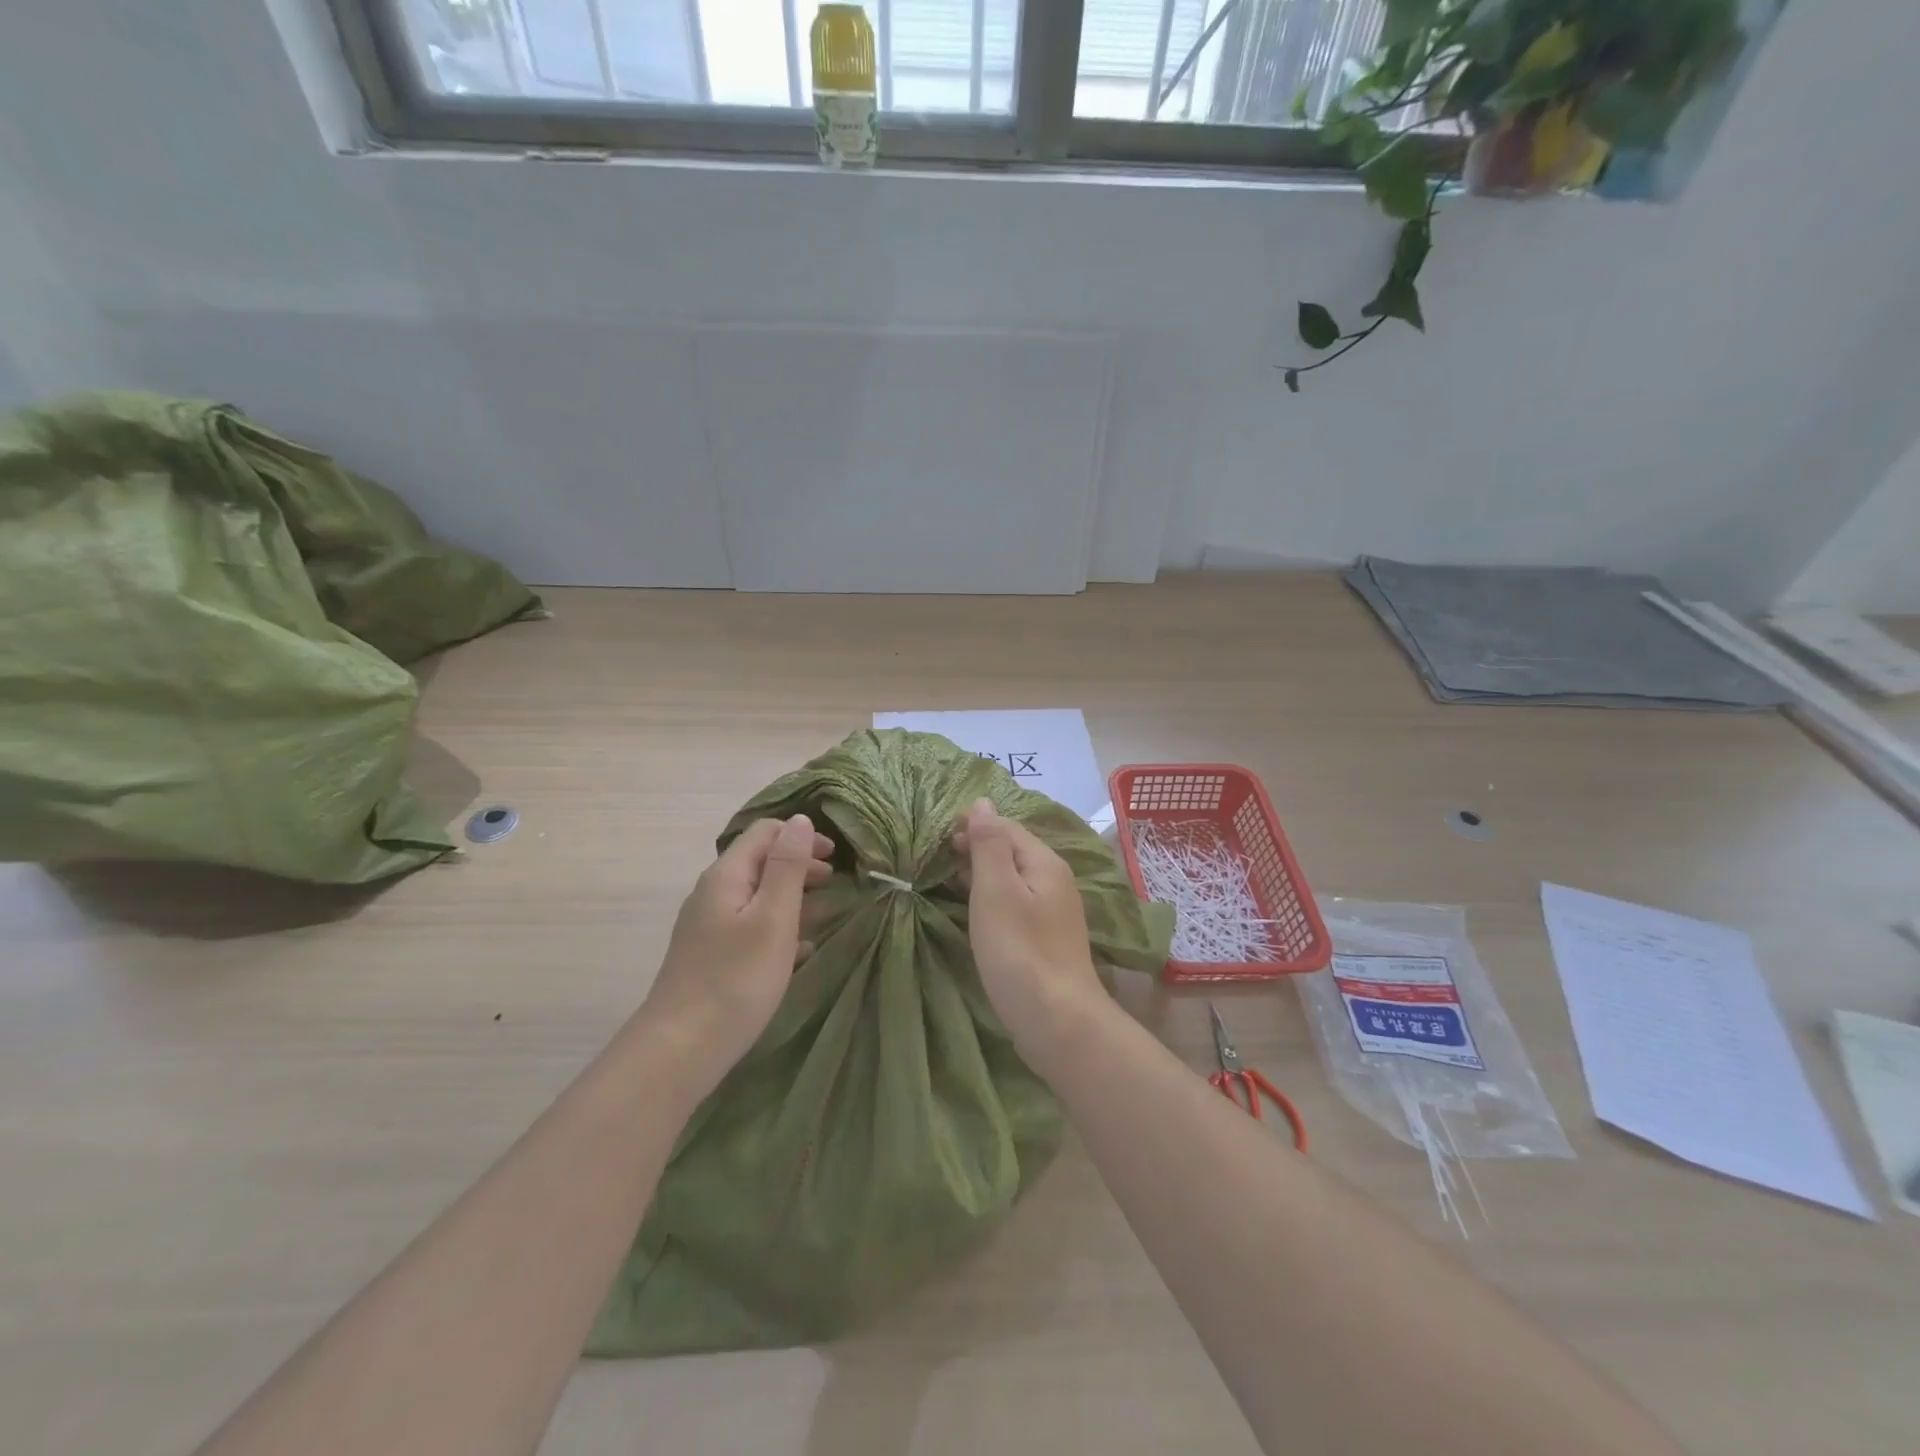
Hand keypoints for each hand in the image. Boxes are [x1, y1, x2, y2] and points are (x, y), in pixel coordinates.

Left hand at [640, 814, 833, 1093]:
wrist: (680, 1049)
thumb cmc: (736, 979)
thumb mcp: (773, 918)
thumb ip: (788, 867)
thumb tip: (800, 820)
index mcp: (726, 876)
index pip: (765, 832)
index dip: (801, 836)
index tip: (835, 857)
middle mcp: (713, 893)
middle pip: (761, 862)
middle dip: (800, 866)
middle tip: (836, 884)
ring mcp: (709, 926)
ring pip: (758, 896)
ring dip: (794, 897)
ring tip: (828, 914)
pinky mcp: (712, 955)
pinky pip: (752, 926)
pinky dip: (780, 927)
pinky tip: (802, 949)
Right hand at [953, 798, 1102, 1063]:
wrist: (1057, 1020)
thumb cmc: (1019, 951)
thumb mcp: (996, 891)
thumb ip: (989, 845)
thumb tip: (983, 802)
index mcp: (1044, 862)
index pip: (1006, 827)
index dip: (973, 824)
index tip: (938, 836)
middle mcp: (1054, 880)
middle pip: (1011, 850)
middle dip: (976, 847)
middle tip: (938, 859)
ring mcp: (1053, 911)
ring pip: (1013, 878)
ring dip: (982, 873)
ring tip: (949, 880)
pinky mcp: (1045, 938)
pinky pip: (1016, 903)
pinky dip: (992, 898)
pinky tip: (975, 911)